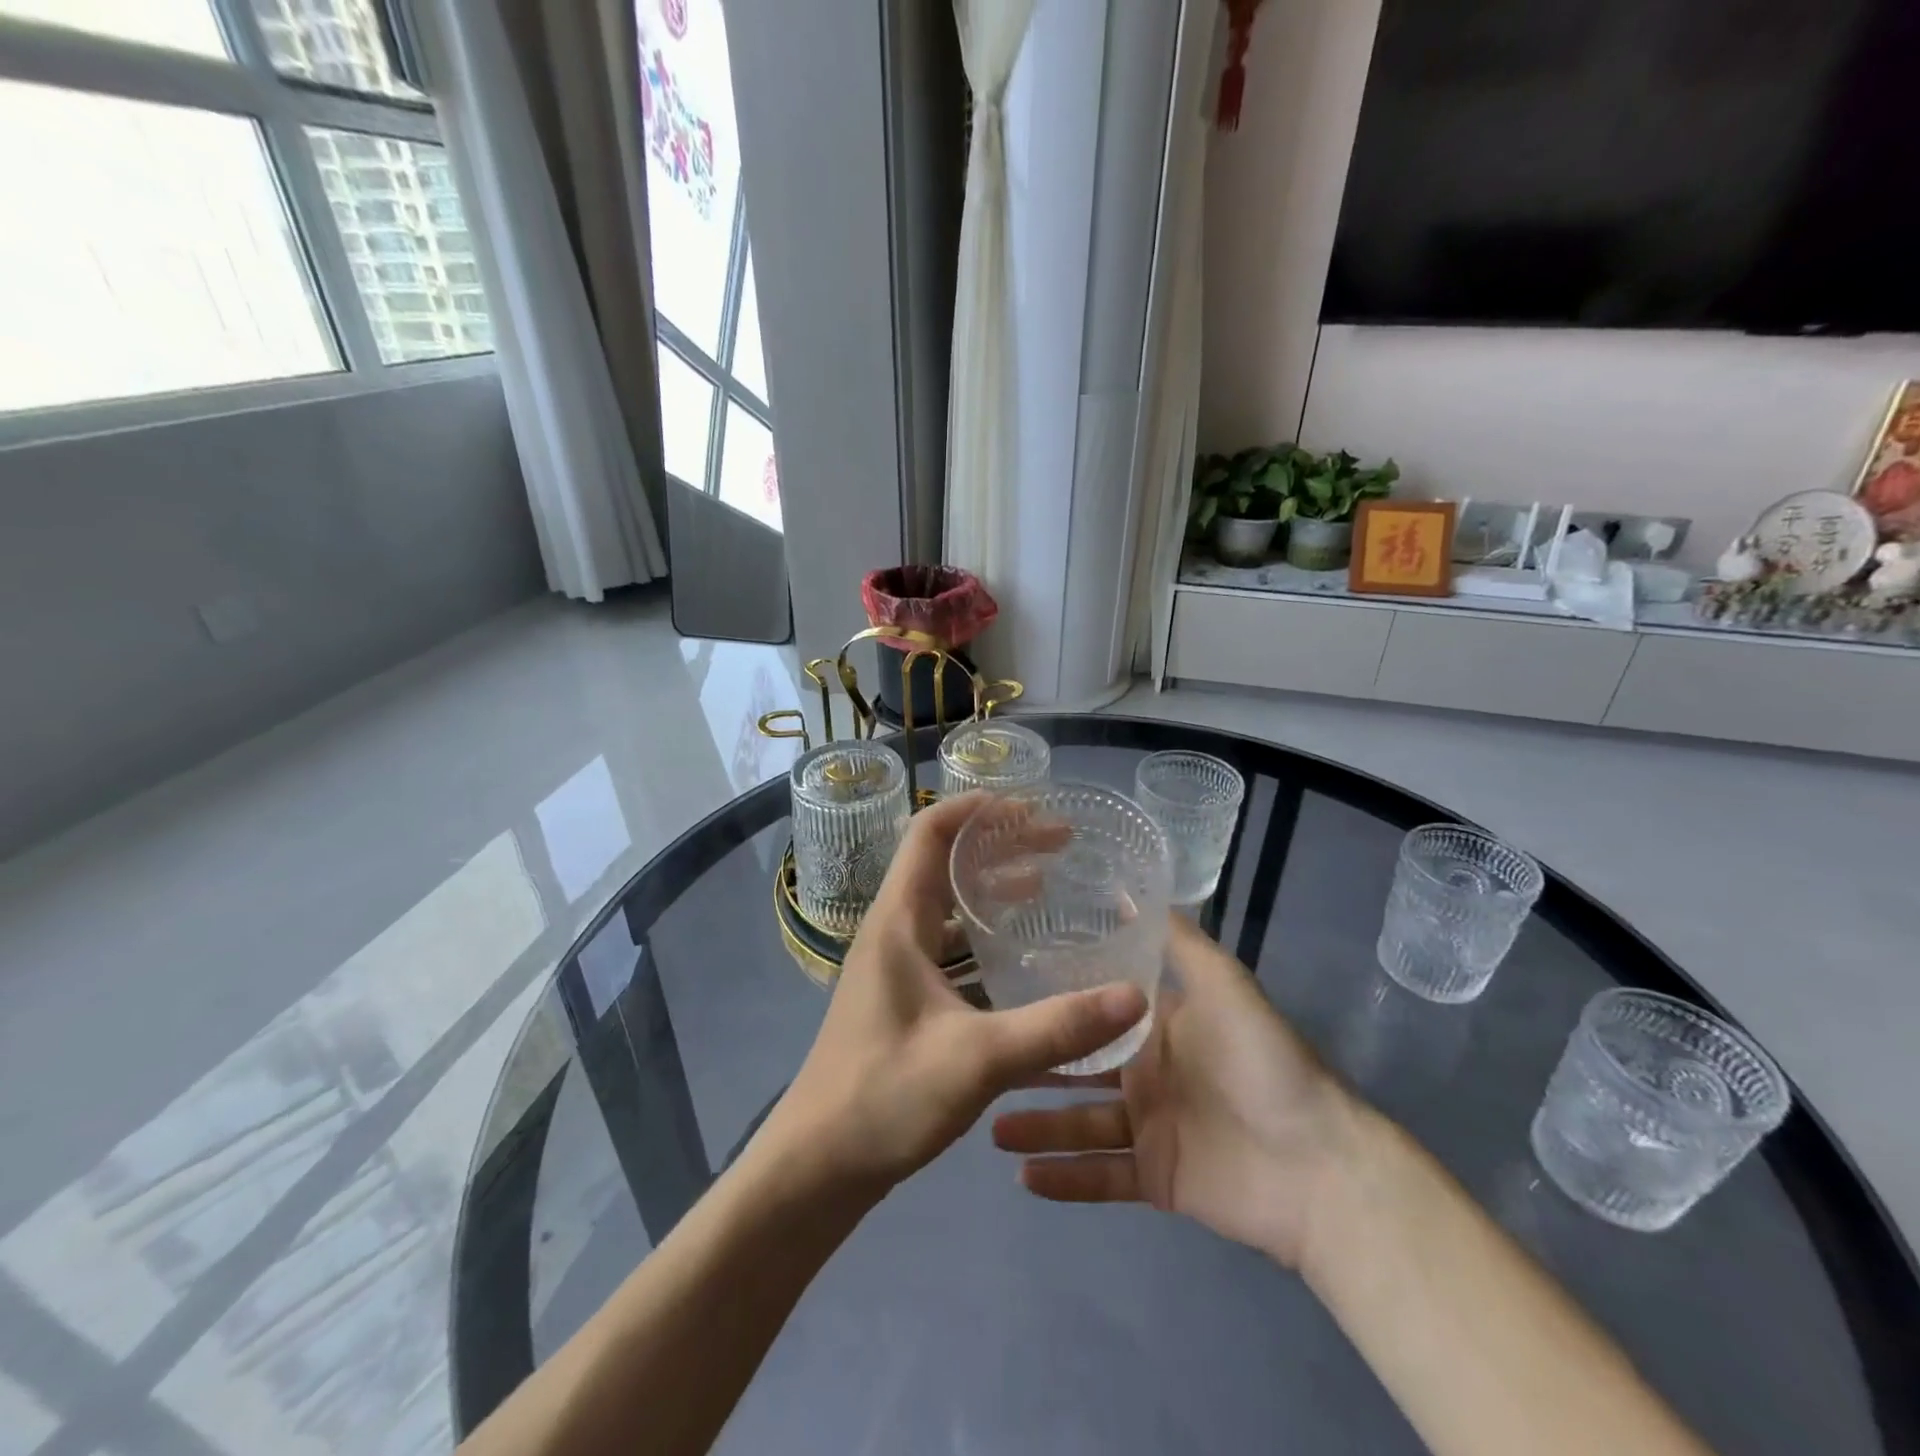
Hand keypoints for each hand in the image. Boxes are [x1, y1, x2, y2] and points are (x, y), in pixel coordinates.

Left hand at [766, 791, 1148, 1197]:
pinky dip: (983, 931)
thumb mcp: (977, 1059)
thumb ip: (1056, 1028)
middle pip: (942, 862)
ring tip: (1047, 883)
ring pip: (946, 904)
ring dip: (991, 886)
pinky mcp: (902, 996)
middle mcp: (892, 931)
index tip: (1030, 805)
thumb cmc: (884, 1097)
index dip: (974, 808)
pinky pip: (947, 942)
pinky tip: (1019, 953)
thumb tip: (1134, 996)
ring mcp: (895, 965)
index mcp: (897, 922)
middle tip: (1058, 843)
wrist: (816, 1167)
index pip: (928, 833)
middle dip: (998, 844)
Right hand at [992, 914, 1354, 1267]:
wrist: (1317, 1166)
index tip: (1002, 987)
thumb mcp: (1221, 983)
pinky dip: (1064, 1178)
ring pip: (1079, 1123)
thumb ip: (1176, 939)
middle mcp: (1147, 1072)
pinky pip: (1100, 1177)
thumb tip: (1128, 888)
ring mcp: (1149, 1128)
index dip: (1055, 1000)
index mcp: (1158, 1026)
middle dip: (1032, 1066)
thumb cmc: (1260, 1061)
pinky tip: (1023, 1176)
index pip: (1095, 1009)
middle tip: (981, 1061)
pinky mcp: (1154, 1179)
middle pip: (1077, 1067)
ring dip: (1037, 1126)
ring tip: (989, 1125)